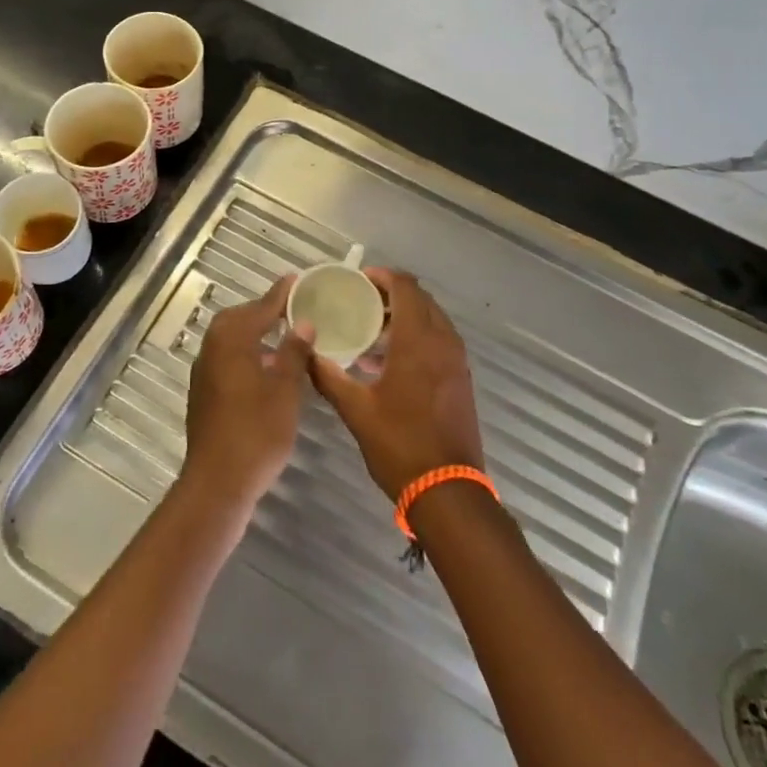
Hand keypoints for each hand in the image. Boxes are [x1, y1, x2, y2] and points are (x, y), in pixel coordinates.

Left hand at [181, 276, 313, 511]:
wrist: (217, 482)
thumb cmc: (257, 432)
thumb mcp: (285, 390)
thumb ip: (293, 352)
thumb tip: (302, 323)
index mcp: (232, 340)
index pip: (260, 308)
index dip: (280, 295)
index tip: (297, 279)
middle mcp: (212, 349)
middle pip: (239, 319)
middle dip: (264, 312)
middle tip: (292, 309)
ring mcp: (205, 372)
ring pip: (231, 339)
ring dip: (255, 333)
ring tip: (284, 336)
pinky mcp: (204, 393)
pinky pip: (227, 358)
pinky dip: (247, 353)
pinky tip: (267, 368)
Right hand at [311, 269, 483, 499]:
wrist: (448, 491)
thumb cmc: (400, 445)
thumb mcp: (356, 410)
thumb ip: (329, 377)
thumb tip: (305, 354)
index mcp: (418, 341)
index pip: (406, 287)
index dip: (383, 276)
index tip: (358, 280)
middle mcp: (443, 342)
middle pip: (420, 299)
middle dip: (392, 294)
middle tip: (361, 302)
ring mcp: (456, 361)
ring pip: (432, 320)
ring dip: (405, 316)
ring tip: (371, 330)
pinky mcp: (461, 379)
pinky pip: (439, 341)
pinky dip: (418, 337)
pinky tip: (390, 361)